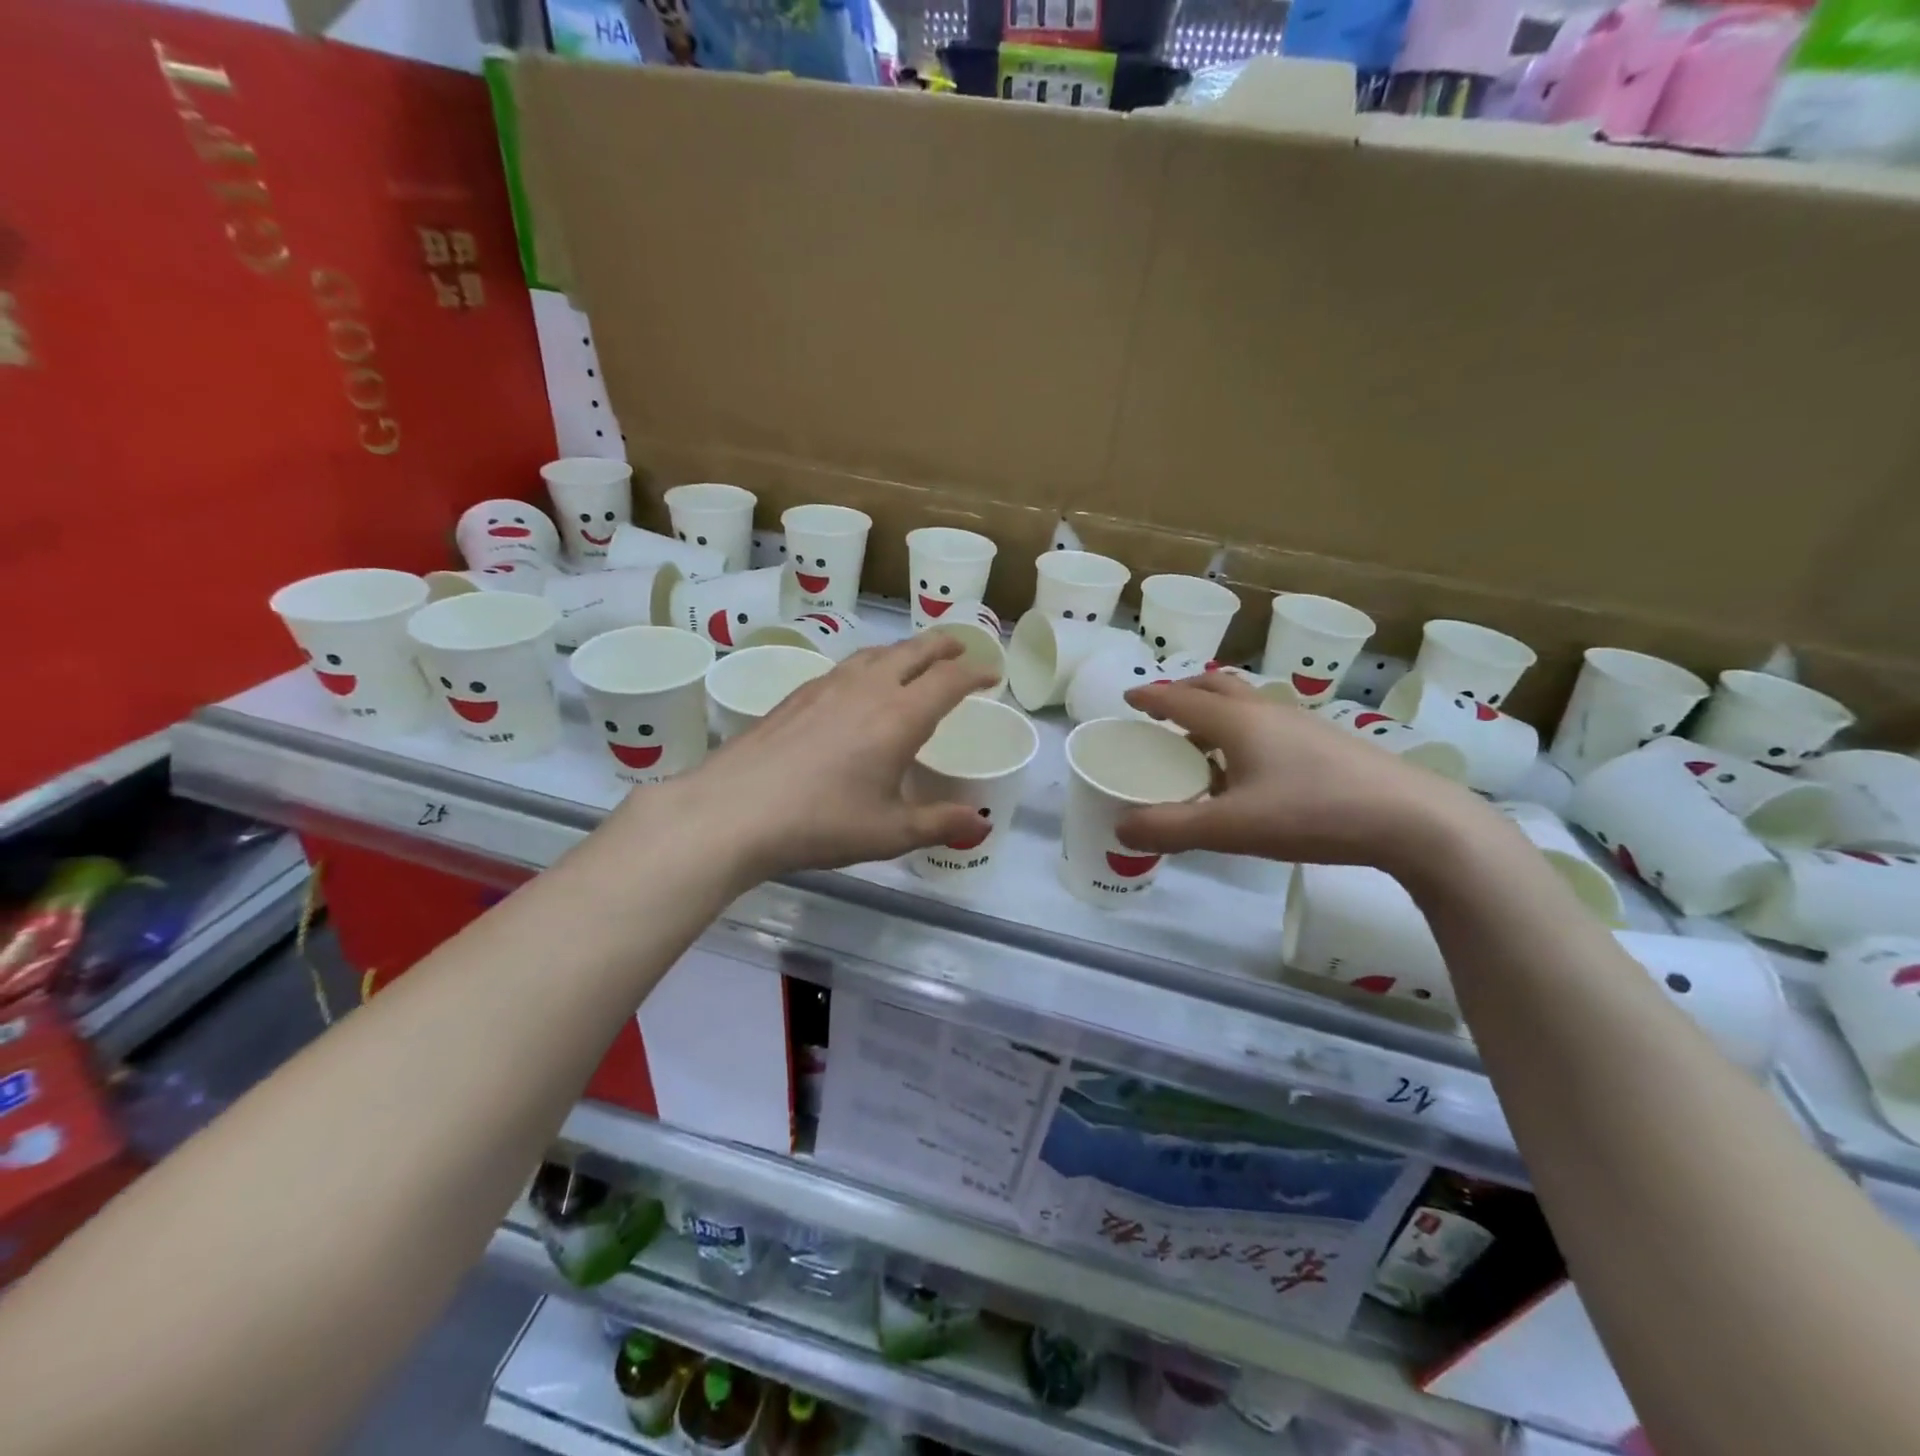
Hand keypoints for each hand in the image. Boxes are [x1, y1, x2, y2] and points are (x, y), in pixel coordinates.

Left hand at [653, 634, 998, 883]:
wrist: (733, 810)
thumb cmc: (821, 822)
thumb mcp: (889, 832)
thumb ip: (939, 823)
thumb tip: (981, 825)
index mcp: (900, 717)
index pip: (949, 680)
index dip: (976, 673)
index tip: (992, 675)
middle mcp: (868, 689)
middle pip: (914, 651)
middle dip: (943, 646)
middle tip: (961, 648)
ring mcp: (827, 687)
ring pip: (876, 653)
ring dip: (904, 650)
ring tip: (914, 659)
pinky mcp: (797, 695)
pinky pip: (846, 667)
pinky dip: (869, 664)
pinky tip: (858, 685)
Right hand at [1115, 674, 1486, 874]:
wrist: (1412, 819)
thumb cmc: (1313, 813)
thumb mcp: (1232, 827)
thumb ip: (1172, 828)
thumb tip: (1121, 827)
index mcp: (1238, 722)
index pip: (1181, 699)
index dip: (1151, 697)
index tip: (1128, 699)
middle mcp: (1267, 712)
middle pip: (1216, 687)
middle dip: (1183, 693)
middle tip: (1162, 713)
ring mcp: (1302, 725)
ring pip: (1247, 704)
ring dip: (1215, 713)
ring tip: (1201, 745)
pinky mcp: (1327, 744)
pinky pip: (1270, 725)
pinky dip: (1244, 733)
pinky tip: (1251, 771)